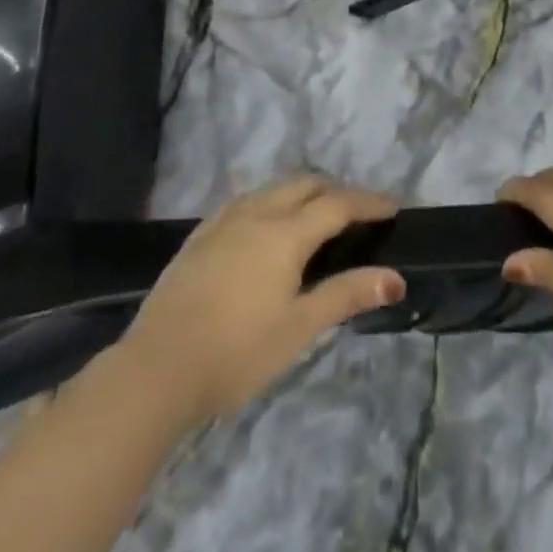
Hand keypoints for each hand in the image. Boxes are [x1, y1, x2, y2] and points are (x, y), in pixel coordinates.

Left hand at [118, 175, 405, 424]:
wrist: (157, 368)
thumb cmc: (236, 352)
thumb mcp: (299, 328)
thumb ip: (346, 295)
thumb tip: (395, 278)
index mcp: (285, 233)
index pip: (337, 204)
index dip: (368, 202)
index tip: (392, 206)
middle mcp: (256, 212)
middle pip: (305, 184)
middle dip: (336, 190)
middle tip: (358, 212)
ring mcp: (224, 219)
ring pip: (273, 188)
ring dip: (303, 192)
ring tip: (318, 215)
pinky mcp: (201, 233)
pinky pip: (247, 200)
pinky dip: (272, 201)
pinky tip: (268, 226)